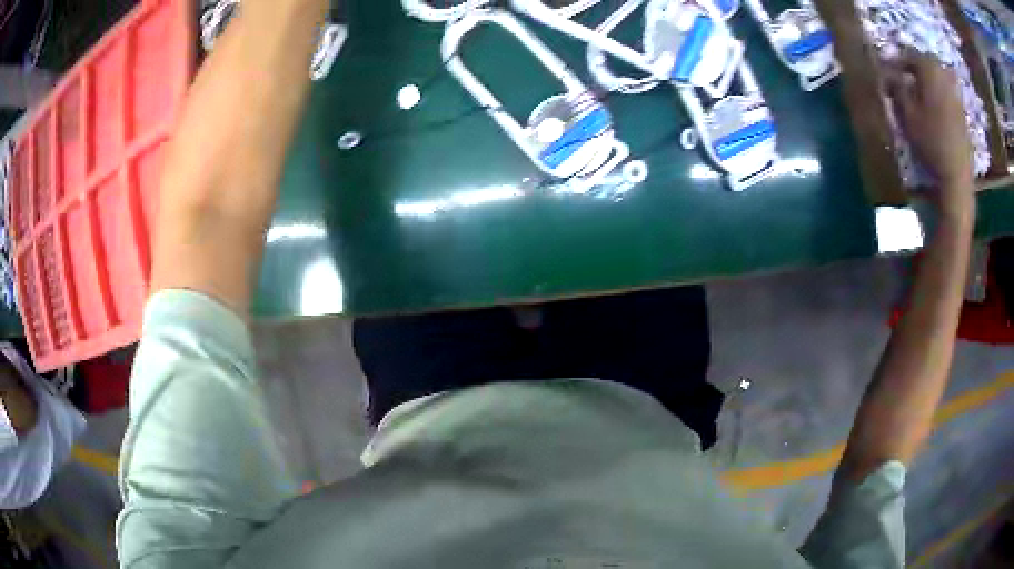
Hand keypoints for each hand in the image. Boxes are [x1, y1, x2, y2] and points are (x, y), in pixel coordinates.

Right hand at [885, 53, 974, 213]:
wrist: (956, 174)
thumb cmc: (930, 142)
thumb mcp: (907, 115)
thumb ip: (897, 89)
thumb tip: (888, 73)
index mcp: (929, 70)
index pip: (909, 56)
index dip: (897, 62)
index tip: (889, 70)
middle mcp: (943, 76)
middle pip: (927, 62)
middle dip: (915, 66)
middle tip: (905, 76)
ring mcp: (955, 94)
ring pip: (939, 75)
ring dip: (929, 78)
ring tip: (920, 89)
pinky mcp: (962, 111)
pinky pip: (948, 91)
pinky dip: (940, 92)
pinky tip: (935, 104)